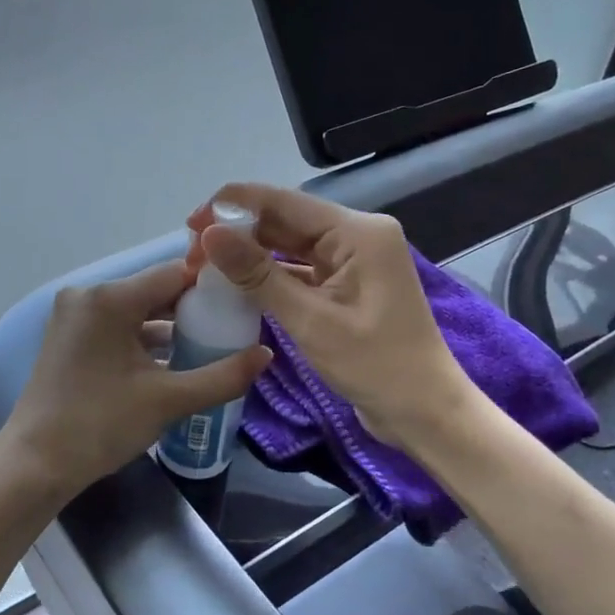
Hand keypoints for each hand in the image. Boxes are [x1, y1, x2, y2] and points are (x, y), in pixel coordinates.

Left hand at [2, 260, 271, 497]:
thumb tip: (267, 355)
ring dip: (171, 327)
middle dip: (194, 310)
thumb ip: (223, 375)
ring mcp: (75, 317)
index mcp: (110, 298)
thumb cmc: (100, 425)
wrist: (35, 464)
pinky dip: (145, 340)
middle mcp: (88, 296)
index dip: (211, 286)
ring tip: (212, 346)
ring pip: (137, 311)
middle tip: (234, 329)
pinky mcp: (70, 338)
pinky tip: (175, 361)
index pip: (174, 273)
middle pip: (155, 290)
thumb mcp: (168, 400)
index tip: (243, 303)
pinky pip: (118, 327)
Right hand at [187, 185, 469, 444]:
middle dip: (238, 232)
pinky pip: (300, 269)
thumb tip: (209, 233)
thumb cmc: (375, 366)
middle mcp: (356, 235)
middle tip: (192, 255)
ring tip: (205, 268)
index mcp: (357, 232)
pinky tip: (236, 285)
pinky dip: (269, 276)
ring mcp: (352, 261)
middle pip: (285, 220)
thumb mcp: (310, 320)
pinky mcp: (346, 285)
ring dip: (250, 254)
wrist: (424, 413)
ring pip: (289, 245)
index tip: (190, 224)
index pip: (284, 202)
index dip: (233, 206)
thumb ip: (257, 274)